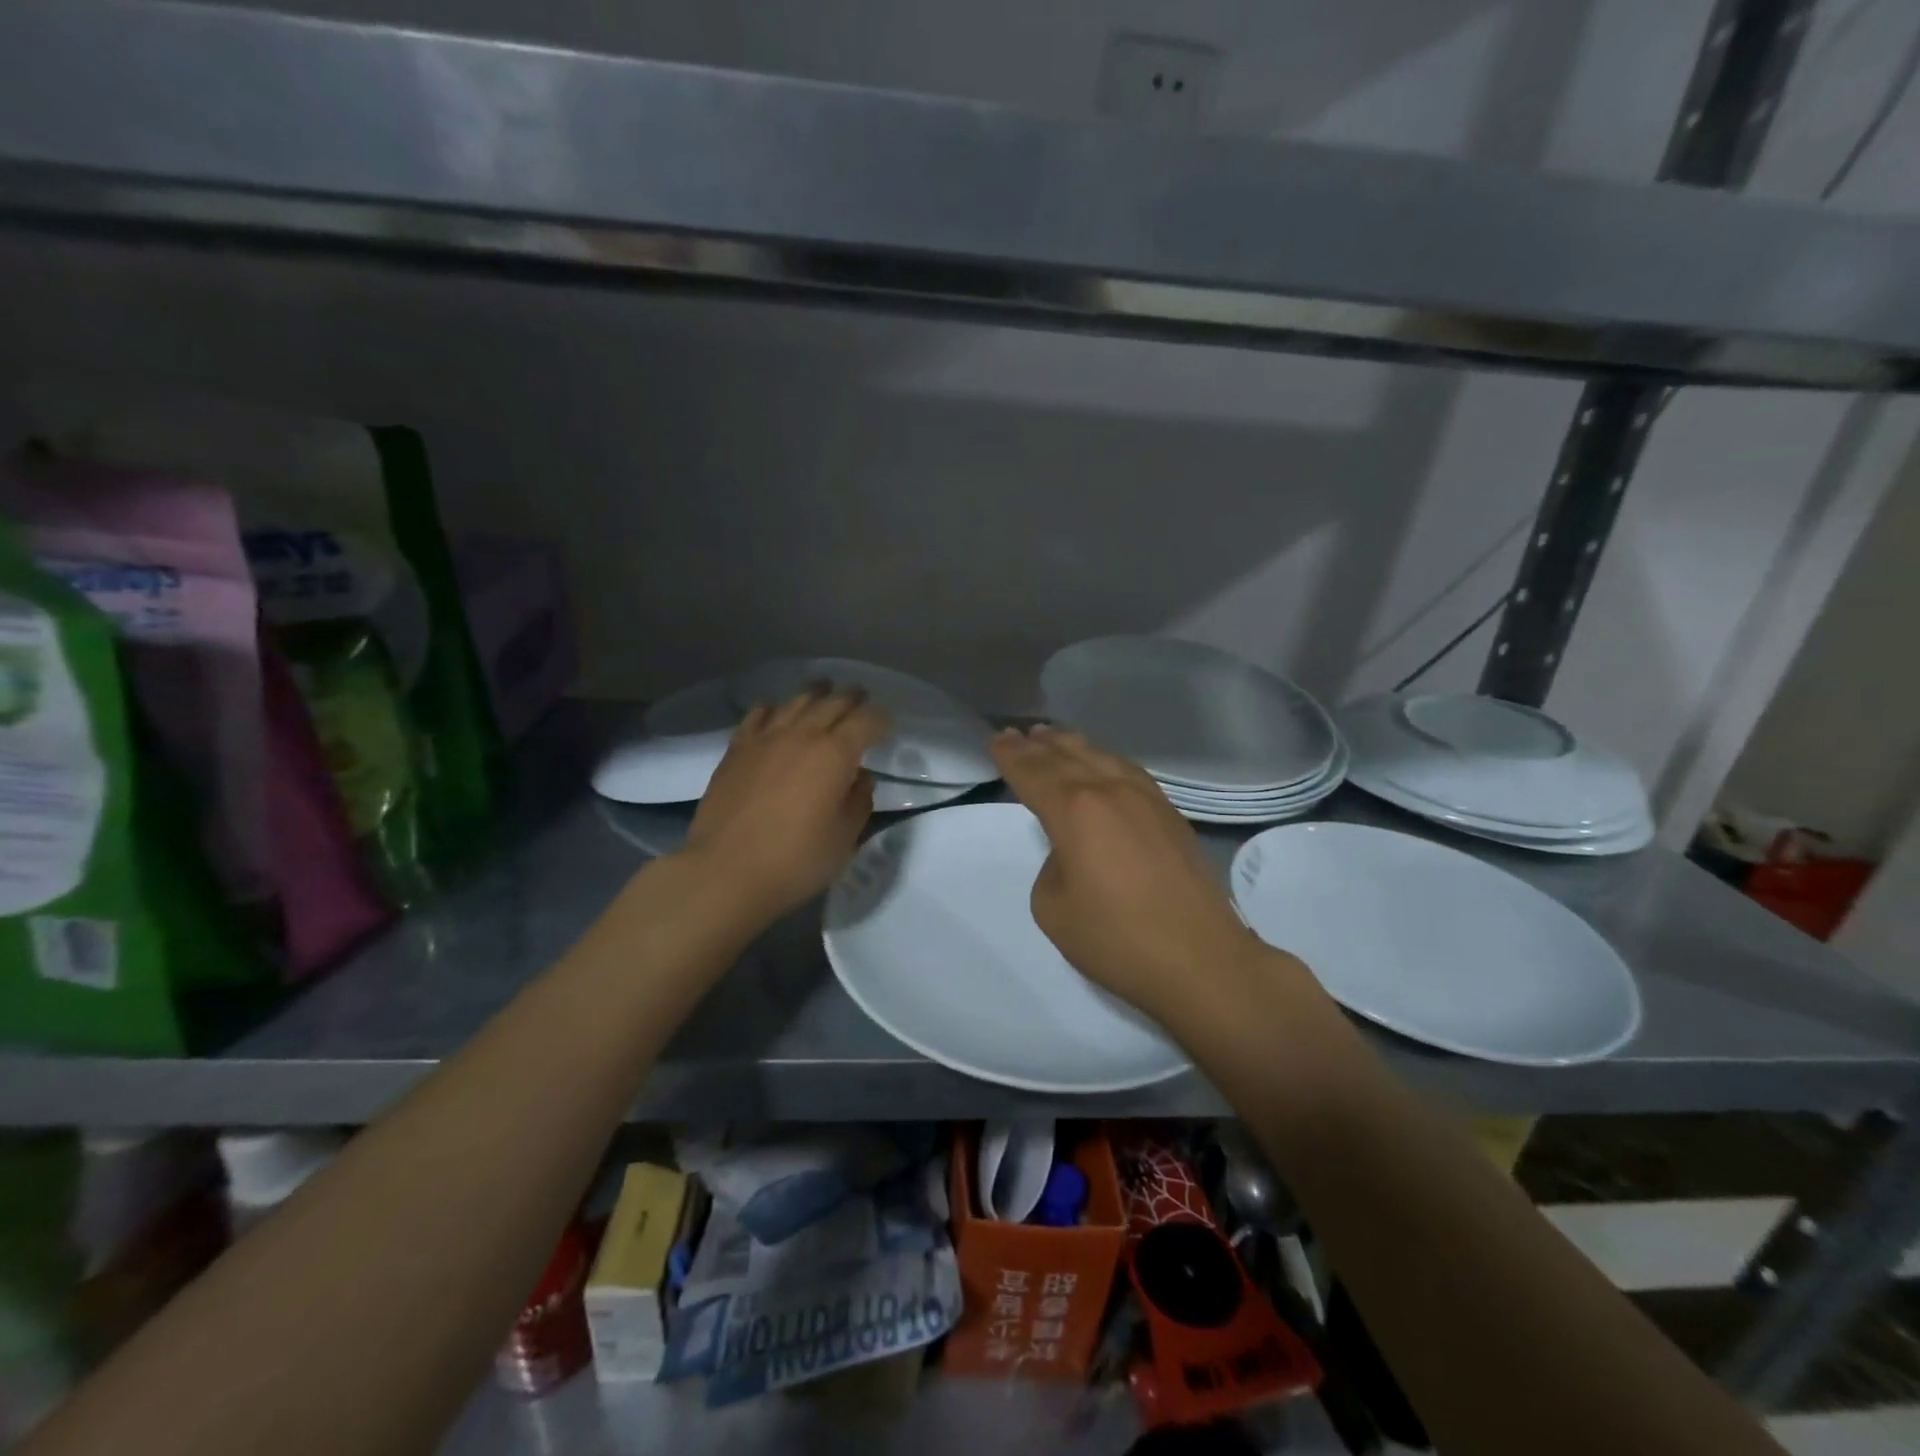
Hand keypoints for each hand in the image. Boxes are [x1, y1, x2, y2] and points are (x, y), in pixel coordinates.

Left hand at [682, 687, 888, 922]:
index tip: (887, 726)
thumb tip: (859, 777)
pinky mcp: (736, 750)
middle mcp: (802, 735)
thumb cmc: (795, 860)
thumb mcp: (844, 838)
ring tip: (824, 692)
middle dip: (852, 698)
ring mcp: (765, 739)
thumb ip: (859, 802)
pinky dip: (773, 708)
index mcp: (835, 754)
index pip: (866, 721)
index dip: (881, 719)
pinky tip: (775, 711)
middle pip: (833, 702)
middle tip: (862, 700)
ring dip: (816, 695)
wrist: (725, 871)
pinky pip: (758, 715)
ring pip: (796, 702)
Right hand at [991, 725, 1274, 1022]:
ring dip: (1073, 745)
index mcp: (1075, 811)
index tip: (997, 740)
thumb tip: (1072, 851)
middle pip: (1066, 757)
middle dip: (1037, 745)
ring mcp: (1147, 800)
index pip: (1034, 773)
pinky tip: (1104, 764)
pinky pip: (1129, 772)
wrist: (1201, 960)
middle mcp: (1110, 792)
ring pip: (1102, 758)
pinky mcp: (1171, 815)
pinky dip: (1106, 761)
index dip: (1012, 756)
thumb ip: (1052, 867)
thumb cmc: (1117, 940)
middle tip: (1018, 733)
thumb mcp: (1054, 909)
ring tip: (1054, 736)